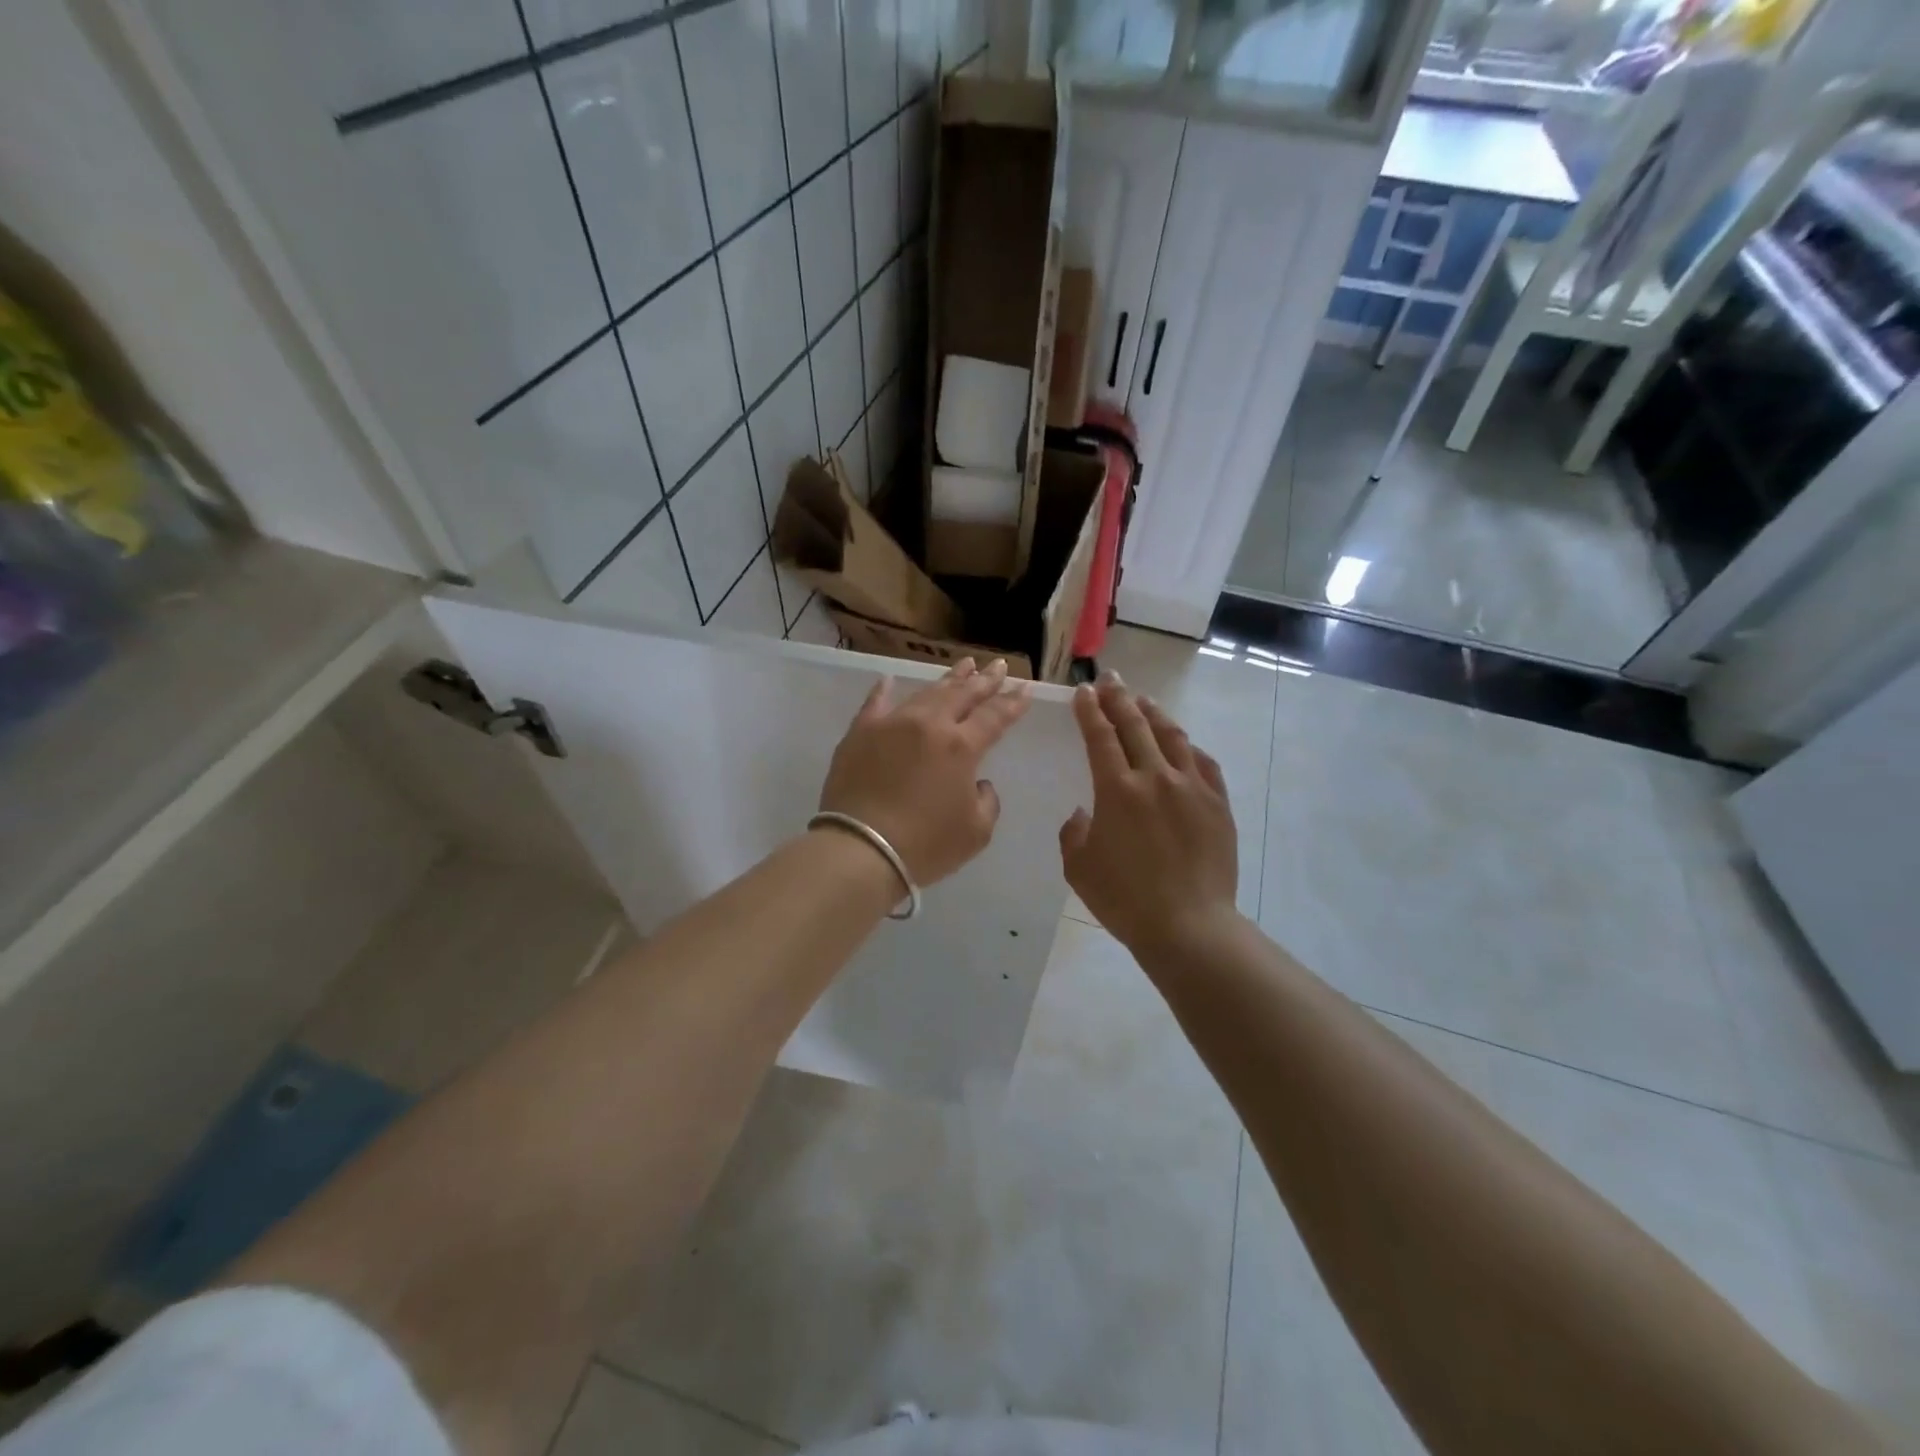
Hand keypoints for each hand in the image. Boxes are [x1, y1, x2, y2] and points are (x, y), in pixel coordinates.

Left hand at [819, 658, 1031, 887]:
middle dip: (984, 679)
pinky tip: (890, 680)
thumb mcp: (976, 831)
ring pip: (926, 693)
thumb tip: (976, 782)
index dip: (1012, 702)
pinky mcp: (860, 733)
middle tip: (998, 665)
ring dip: (948, 679)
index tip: (1025, 688)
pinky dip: (884, 690)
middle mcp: (929, 724)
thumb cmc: (925, 846)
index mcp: (961, 746)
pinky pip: (875, 703)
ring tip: (964, 665)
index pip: (994, 716)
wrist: (860, 850)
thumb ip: (986, 800)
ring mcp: (891, 724)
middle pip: (962, 694)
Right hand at [1060, 673, 1239, 956]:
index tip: (1084, 692)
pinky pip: (1203, 763)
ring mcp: (1192, 788)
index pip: (1100, 736)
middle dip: (1120, 698)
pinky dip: (1188, 747)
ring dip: (1154, 714)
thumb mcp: (1078, 867)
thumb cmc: (1124, 900)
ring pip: (1172, 736)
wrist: (1188, 926)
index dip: (1090, 711)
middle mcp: (1155, 777)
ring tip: (1143, 701)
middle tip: (1111, 680)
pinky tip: (1182, 744)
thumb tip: (1086, 814)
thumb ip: (1074, 832)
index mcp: (1117, 790)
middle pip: (1136, 726)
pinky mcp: (1217, 804)